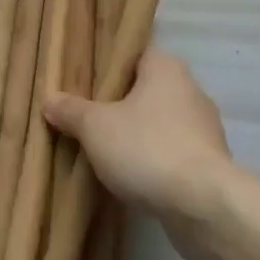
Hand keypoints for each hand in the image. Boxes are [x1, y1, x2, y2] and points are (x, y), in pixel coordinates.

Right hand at [43, 48, 234, 232]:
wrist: (203, 205)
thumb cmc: (146, 148)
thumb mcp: (95, 127)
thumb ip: (71, 110)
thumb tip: (49, 100)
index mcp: (166, 68)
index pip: (134, 53)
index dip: (108, 65)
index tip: (84, 79)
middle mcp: (191, 90)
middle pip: (146, 88)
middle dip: (119, 102)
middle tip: (86, 114)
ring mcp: (204, 128)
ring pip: (160, 122)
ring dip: (137, 133)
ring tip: (104, 148)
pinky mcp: (209, 163)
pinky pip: (172, 151)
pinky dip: (153, 158)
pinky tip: (131, 174)